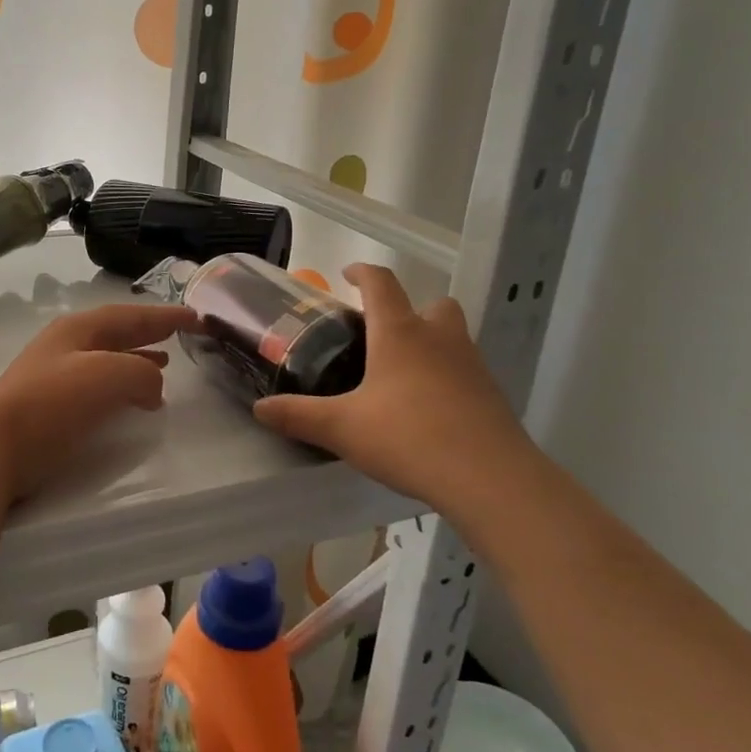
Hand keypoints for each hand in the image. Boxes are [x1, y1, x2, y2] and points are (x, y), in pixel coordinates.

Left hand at [0, 302, 198, 496]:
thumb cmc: (52, 403)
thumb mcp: (108, 376)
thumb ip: (141, 373)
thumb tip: (153, 387)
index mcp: (79, 329)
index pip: (131, 315)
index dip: (165, 315)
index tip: (197, 317)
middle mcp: (67, 345)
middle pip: (118, 333)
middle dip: (150, 333)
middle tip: (182, 336)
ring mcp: (56, 375)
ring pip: (109, 359)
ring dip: (138, 360)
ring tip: (165, 367)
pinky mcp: (52, 407)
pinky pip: (99, 386)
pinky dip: (123, 387)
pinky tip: (133, 402)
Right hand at [253, 265, 543, 530]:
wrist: (490, 478)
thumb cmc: (409, 438)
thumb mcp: (343, 429)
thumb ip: (299, 415)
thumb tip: (259, 408)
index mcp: (399, 333)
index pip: (381, 283)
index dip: (362, 273)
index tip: (347, 275)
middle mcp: (439, 338)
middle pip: (430, 304)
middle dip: (407, 310)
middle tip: (382, 334)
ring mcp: (471, 364)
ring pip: (452, 336)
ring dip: (430, 342)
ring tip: (403, 375)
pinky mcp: (491, 393)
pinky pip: (465, 370)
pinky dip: (447, 376)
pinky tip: (429, 409)